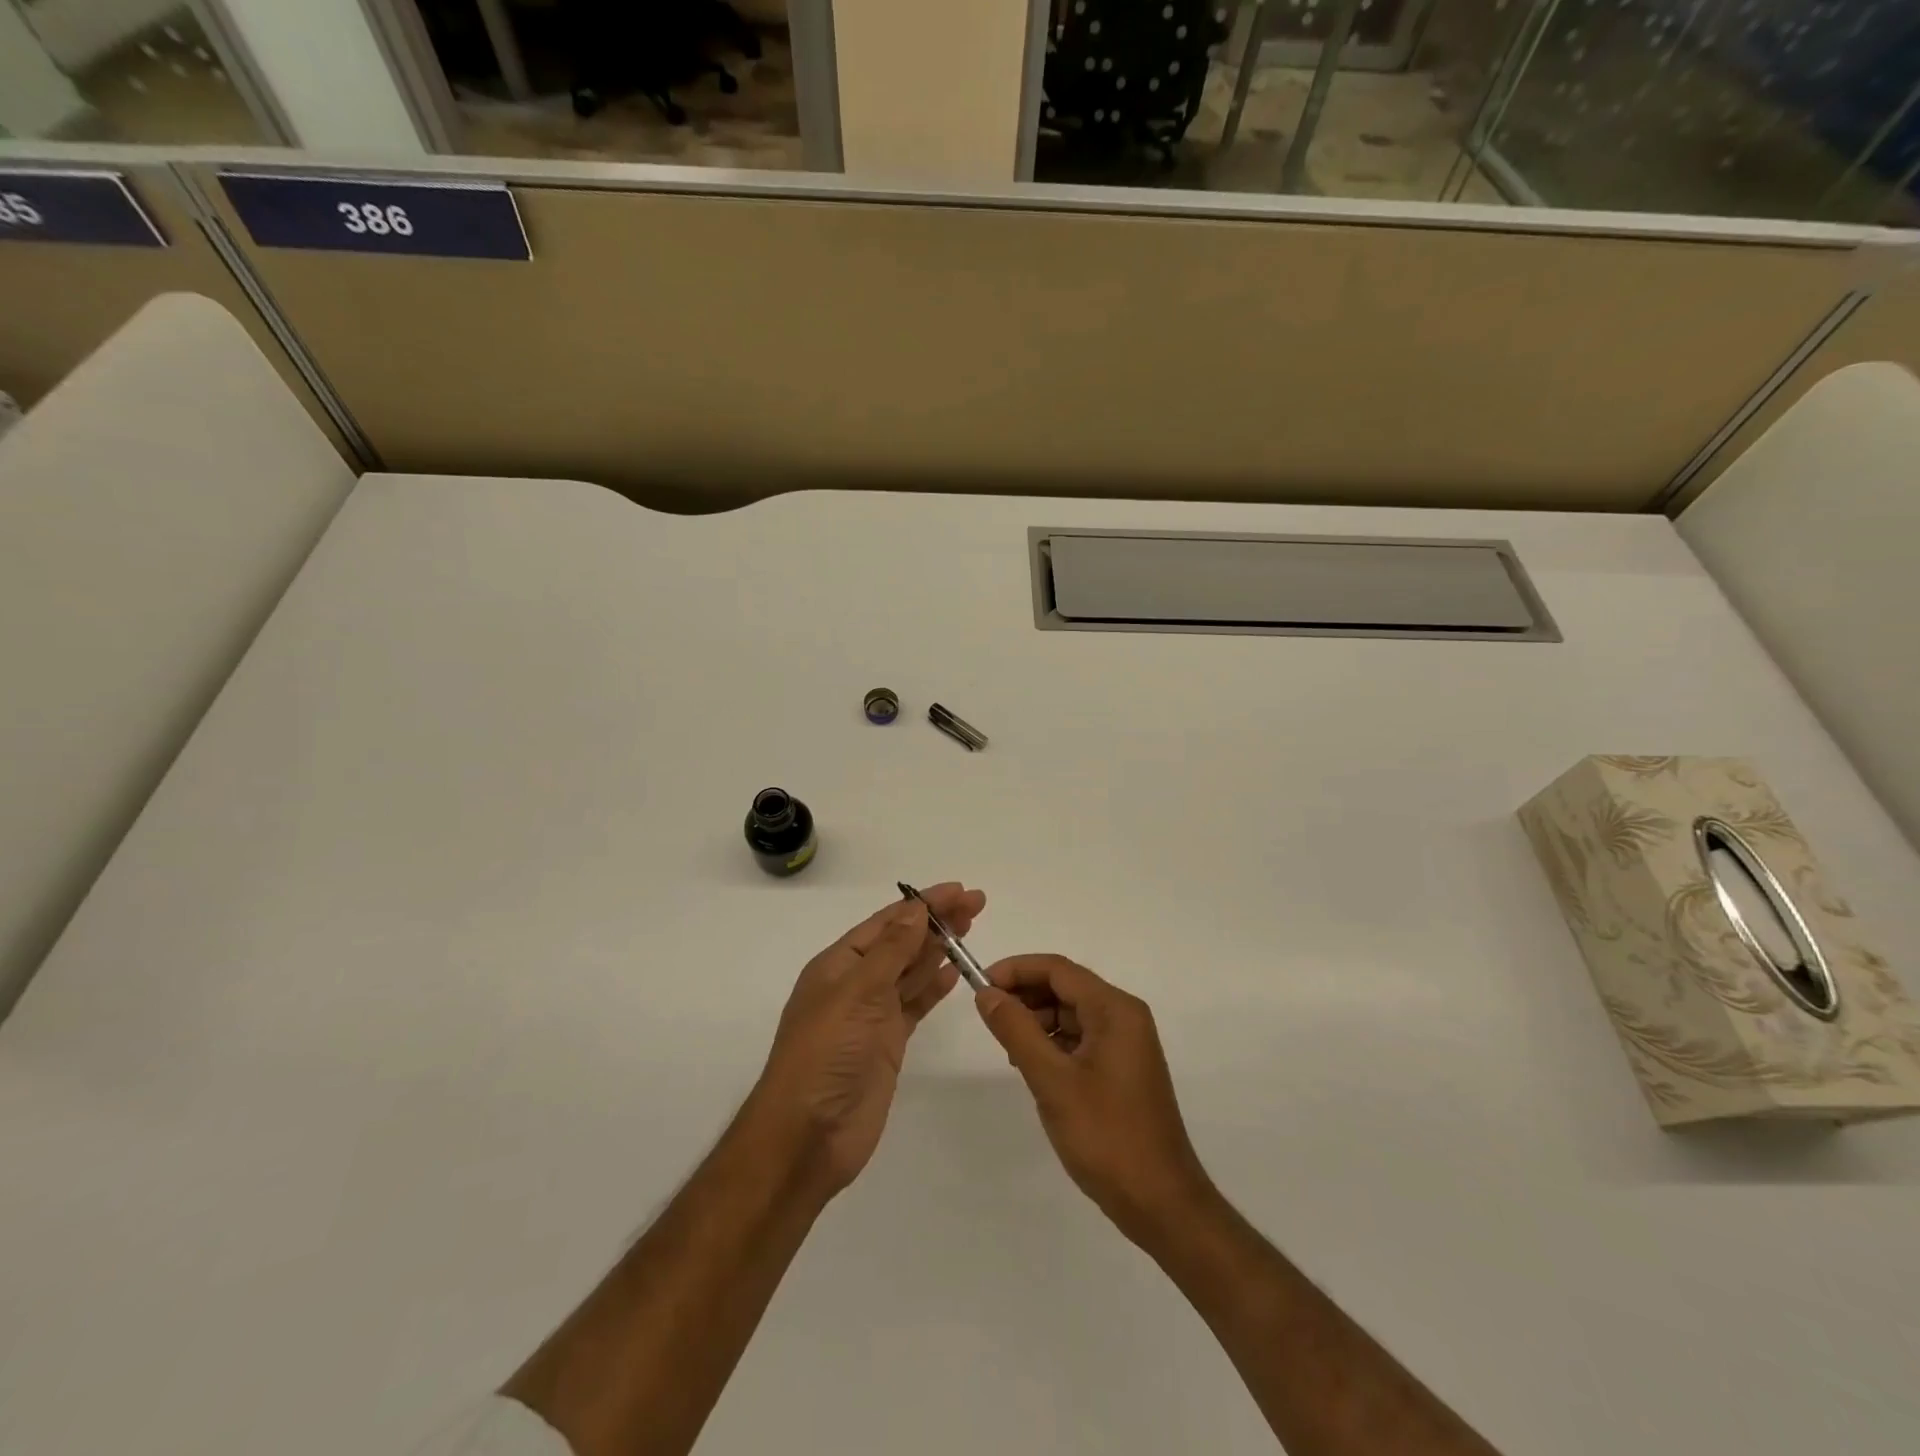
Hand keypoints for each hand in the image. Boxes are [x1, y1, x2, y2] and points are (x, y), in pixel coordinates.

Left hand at [752, 883, 985, 1197]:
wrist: (807, 1136)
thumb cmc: (825, 1055)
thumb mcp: (856, 993)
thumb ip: (891, 951)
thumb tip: (916, 909)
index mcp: (839, 965)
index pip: (887, 923)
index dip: (923, 904)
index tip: (959, 890)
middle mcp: (855, 984)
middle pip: (903, 942)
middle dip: (937, 921)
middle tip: (977, 904)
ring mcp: (872, 1015)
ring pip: (911, 971)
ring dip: (939, 948)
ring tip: (970, 927)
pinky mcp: (888, 1043)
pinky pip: (916, 1004)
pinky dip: (934, 986)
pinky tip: (954, 971)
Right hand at [975, 955, 1212, 1245]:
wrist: (1161, 1203)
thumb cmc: (1106, 1136)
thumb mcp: (1052, 1081)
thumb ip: (1016, 1031)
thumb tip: (987, 993)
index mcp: (1115, 1010)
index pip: (1058, 969)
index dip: (1016, 970)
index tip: (980, 986)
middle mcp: (1124, 1016)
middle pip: (1065, 987)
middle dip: (1025, 995)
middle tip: (988, 1017)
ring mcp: (1126, 1043)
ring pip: (1071, 1013)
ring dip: (1036, 1020)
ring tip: (1007, 1047)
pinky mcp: (1122, 1068)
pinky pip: (1081, 1038)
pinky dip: (1053, 1043)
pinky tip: (1031, 1065)